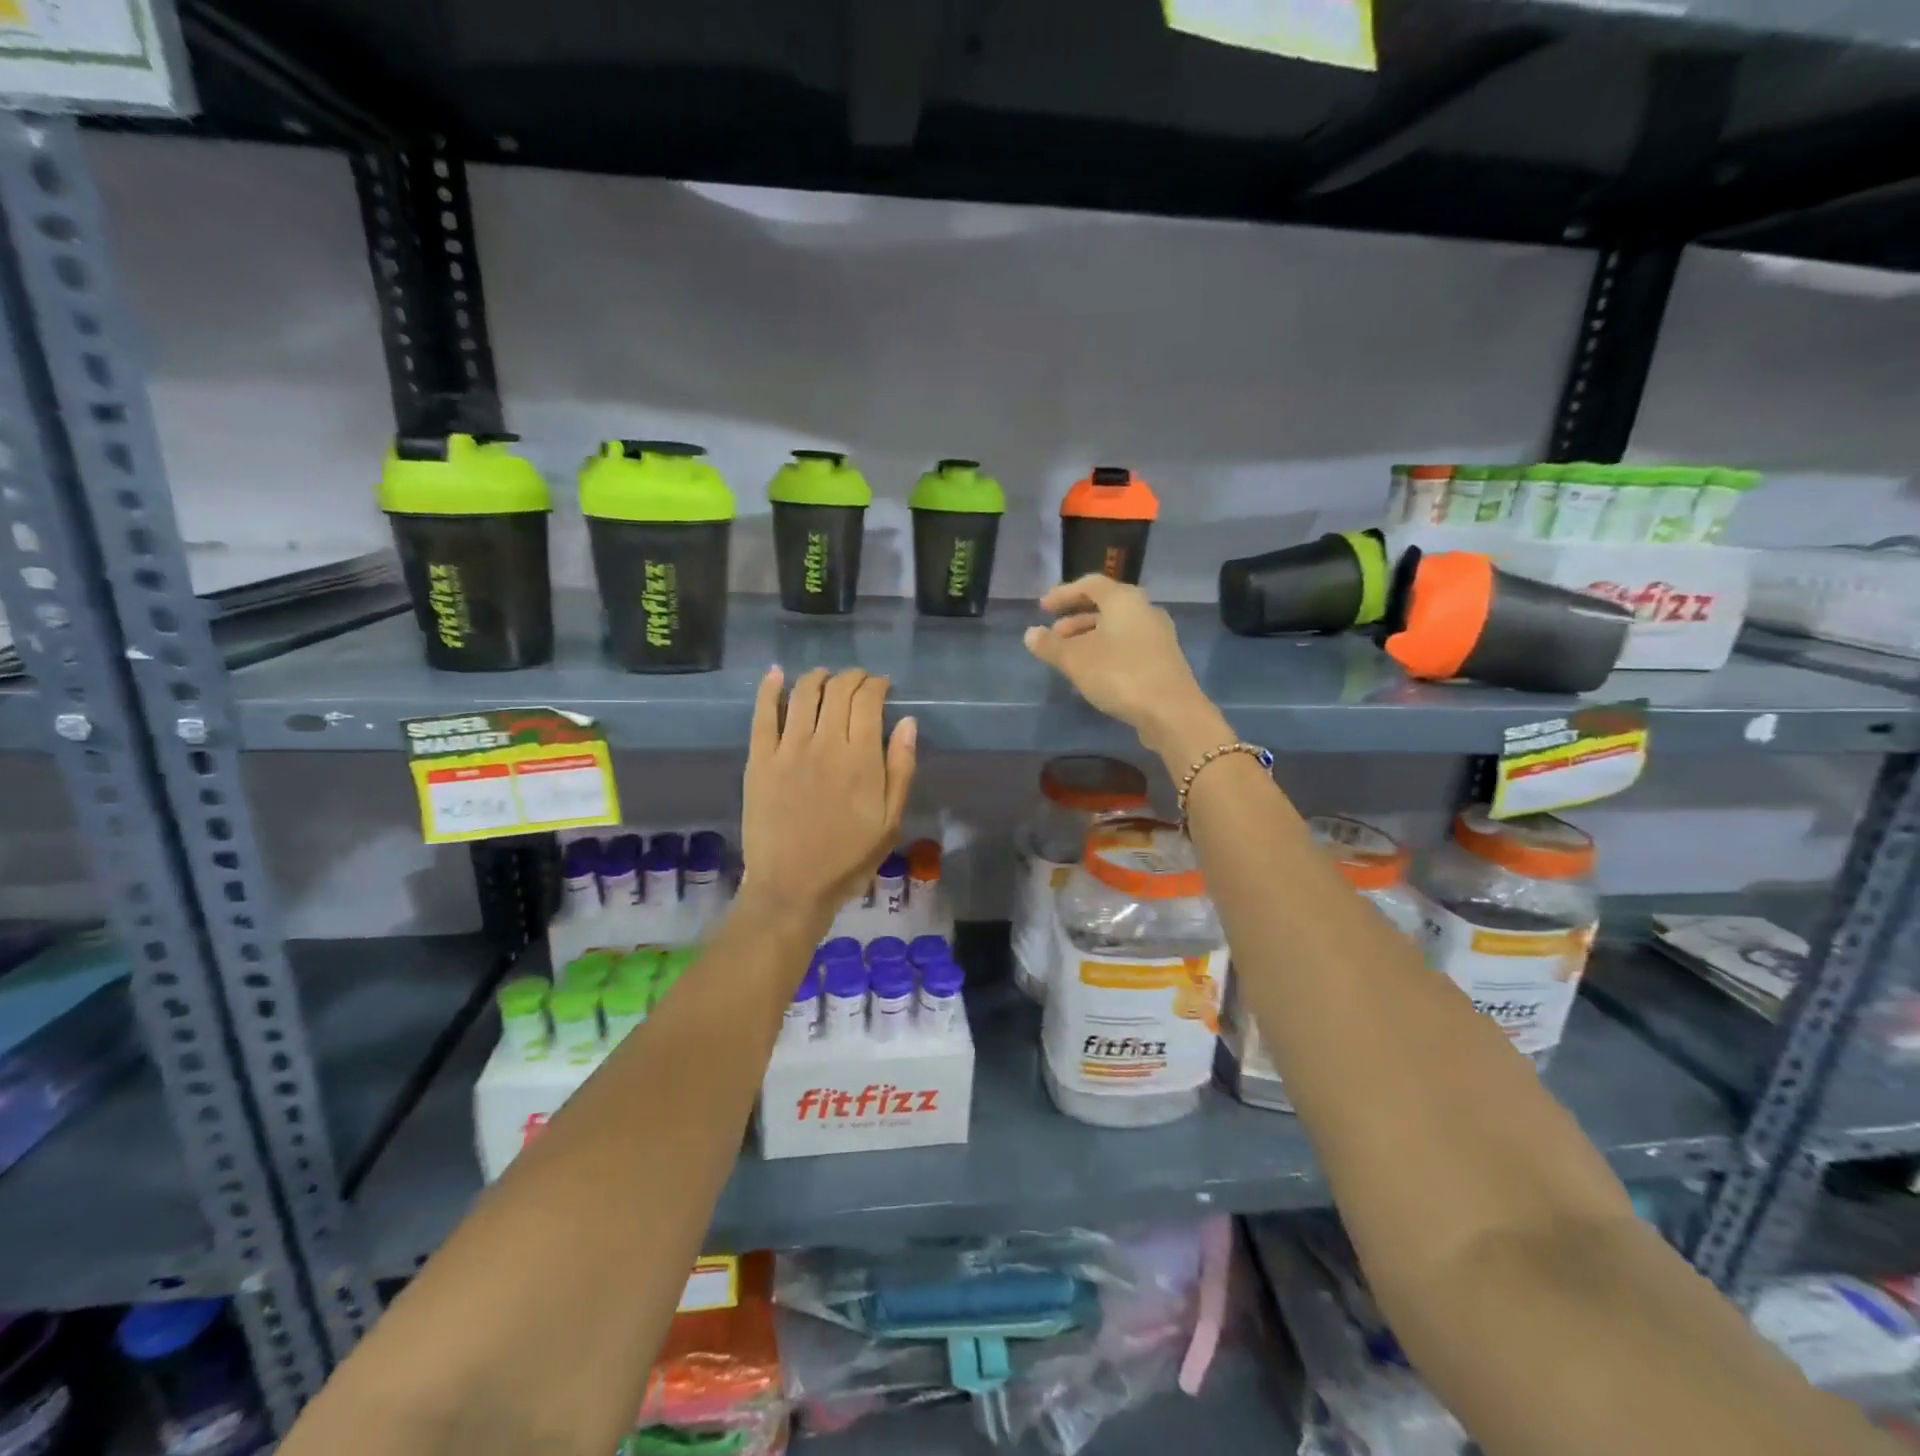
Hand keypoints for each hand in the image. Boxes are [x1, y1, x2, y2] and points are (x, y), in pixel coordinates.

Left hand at [740, 666, 916, 921]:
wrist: (792, 887)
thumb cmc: (848, 859)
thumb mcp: (890, 821)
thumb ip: (900, 769)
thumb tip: (907, 722)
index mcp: (861, 758)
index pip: (868, 701)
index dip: (877, 685)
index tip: (882, 686)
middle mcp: (825, 743)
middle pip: (838, 690)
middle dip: (852, 677)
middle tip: (859, 681)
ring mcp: (787, 749)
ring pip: (803, 693)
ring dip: (818, 676)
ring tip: (826, 677)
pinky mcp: (758, 760)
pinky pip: (763, 714)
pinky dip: (769, 689)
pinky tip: (776, 674)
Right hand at [1024, 575, 1226, 760]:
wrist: (1171, 711)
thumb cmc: (1119, 675)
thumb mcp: (1075, 660)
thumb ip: (1050, 645)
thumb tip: (1030, 634)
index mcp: (1124, 600)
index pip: (1090, 584)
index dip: (1063, 594)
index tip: (1042, 608)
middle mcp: (1144, 610)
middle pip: (1105, 606)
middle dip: (1075, 618)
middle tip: (1053, 635)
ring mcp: (1157, 636)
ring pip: (1116, 628)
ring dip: (1089, 637)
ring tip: (1067, 657)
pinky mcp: (1162, 659)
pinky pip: (1127, 645)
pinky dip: (1105, 651)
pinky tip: (1091, 672)